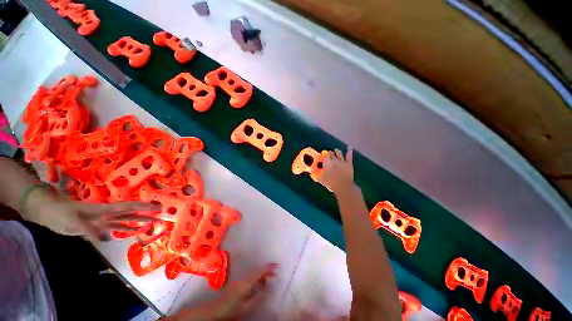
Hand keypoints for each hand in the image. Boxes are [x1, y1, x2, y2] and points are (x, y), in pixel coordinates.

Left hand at [22, 187, 160, 240]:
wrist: (50, 213)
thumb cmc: (61, 213)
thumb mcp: (73, 221)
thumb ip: (91, 229)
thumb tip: (107, 238)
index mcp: (104, 209)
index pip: (128, 207)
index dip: (144, 206)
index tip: (157, 206)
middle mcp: (108, 214)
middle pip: (131, 213)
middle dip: (147, 213)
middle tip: (161, 215)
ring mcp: (103, 220)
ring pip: (126, 220)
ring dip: (139, 222)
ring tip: (152, 224)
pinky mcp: (98, 227)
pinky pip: (116, 228)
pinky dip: (126, 230)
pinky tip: (134, 232)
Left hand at [169, 263, 276, 320]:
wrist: (216, 310)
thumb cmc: (232, 309)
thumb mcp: (247, 306)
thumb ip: (258, 296)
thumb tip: (267, 286)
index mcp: (246, 283)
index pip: (259, 272)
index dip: (268, 268)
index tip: (276, 265)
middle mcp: (243, 278)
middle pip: (257, 271)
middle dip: (266, 271)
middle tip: (275, 274)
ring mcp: (240, 279)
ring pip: (254, 274)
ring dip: (262, 275)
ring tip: (269, 280)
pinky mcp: (238, 282)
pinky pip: (250, 277)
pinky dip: (256, 279)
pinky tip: (259, 284)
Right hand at [316, 148, 354, 194]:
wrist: (343, 186)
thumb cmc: (331, 183)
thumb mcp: (321, 179)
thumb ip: (316, 175)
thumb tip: (311, 172)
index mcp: (327, 162)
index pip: (325, 156)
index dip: (324, 155)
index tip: (323, 155)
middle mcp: (334, 160)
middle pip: (331, 154)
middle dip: (330, 153)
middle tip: (329, 152)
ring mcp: (342, 161)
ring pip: (339, 154)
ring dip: (337, 151)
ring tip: (336, 150)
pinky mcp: (349, 164)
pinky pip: (349, 156)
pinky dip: (349, 152)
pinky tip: (349, 148)